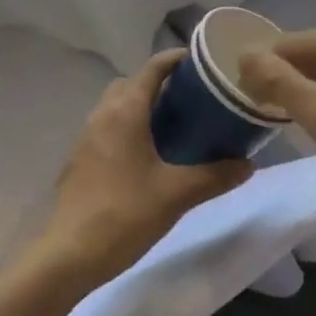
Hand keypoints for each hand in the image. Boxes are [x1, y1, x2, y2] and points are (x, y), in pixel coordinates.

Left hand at [37, 50, 250, 289]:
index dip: (177, 59)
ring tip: (173, 126)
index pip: (153, 68)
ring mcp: (86, 137)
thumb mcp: (176, 195)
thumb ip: (215, 176)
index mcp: (125, 111)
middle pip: (132, 82)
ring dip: (141, 106)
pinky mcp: (79, 159)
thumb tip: (248, 165)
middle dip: (159, 83)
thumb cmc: (124, 214)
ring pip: (116, 105)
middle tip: (190, 99)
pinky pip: (107, 127)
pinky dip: (127, 127)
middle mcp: (103, 114)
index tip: (203, 62)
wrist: (67, 256)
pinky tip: (147, 156)